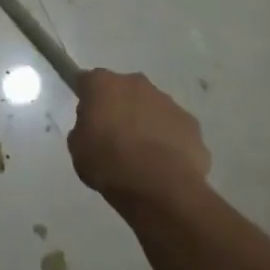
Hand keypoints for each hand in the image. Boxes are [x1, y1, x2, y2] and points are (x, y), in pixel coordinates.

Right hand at [67, 69, 211, 212]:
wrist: (160, 188)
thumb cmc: (108, 164)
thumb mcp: (77, 149)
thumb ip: (83, 130)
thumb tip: (94, 129)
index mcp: (103, 84)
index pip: (88, 81)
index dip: (86, 97)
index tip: (86, 116)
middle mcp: (136, 84)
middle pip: (123, 90)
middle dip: (119, 107)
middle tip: (113, 137)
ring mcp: (168, 102)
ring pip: (151, 108)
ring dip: (145, 123)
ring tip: (141, 156)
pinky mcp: (191, 124)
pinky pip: (173, 128)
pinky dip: (167, 140)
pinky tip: (163, 165)